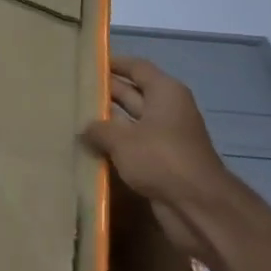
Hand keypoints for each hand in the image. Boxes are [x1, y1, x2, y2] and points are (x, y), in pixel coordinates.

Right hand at [81, 56, 237, 260]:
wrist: (198, 208)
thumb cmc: (162, 159)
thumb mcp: (122, 139)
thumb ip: (99, 129)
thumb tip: (84, 127)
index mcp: (165, 92)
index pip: (136, 67)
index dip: (113, 63)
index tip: (87, 62)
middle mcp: (167, 110)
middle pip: (132, 93)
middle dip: (105, 92)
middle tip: (72, 89)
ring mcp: (165, 138)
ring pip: (130, 122)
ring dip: (107, 122)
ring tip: (74, 116)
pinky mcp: (162, 163)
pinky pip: (133, 146)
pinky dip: (115, 146)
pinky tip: (88, 146)